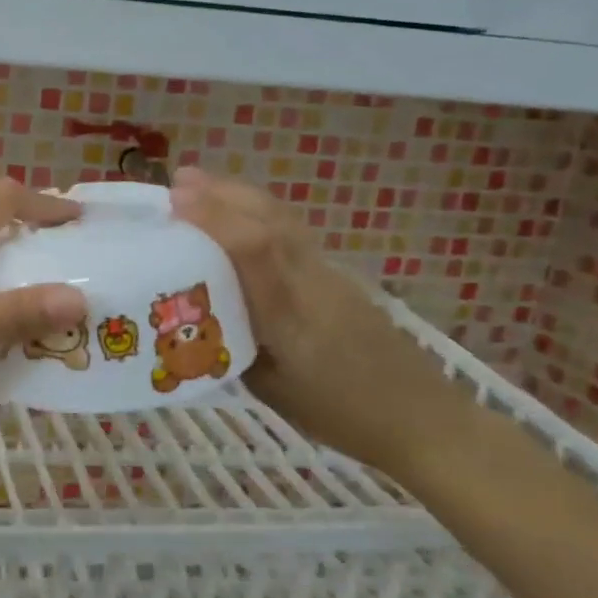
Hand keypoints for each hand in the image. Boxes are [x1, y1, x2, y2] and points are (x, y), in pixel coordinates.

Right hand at [170, 167, 475, 474]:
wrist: (422, 417)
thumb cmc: (342, 415)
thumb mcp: (272, 392)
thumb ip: (233, 348)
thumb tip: (200, 318)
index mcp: (289, 315)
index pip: (254, 249)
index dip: (215, 218)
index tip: (176, 201)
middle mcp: (311, 282)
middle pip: (268, 220)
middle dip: (222, 194)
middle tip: (178, 179)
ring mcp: (330, 275)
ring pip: (283, 221)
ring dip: (241, 196)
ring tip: (202, 185)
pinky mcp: (339, 276)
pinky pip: (293, 233)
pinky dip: (261, 213)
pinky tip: (243, 215)